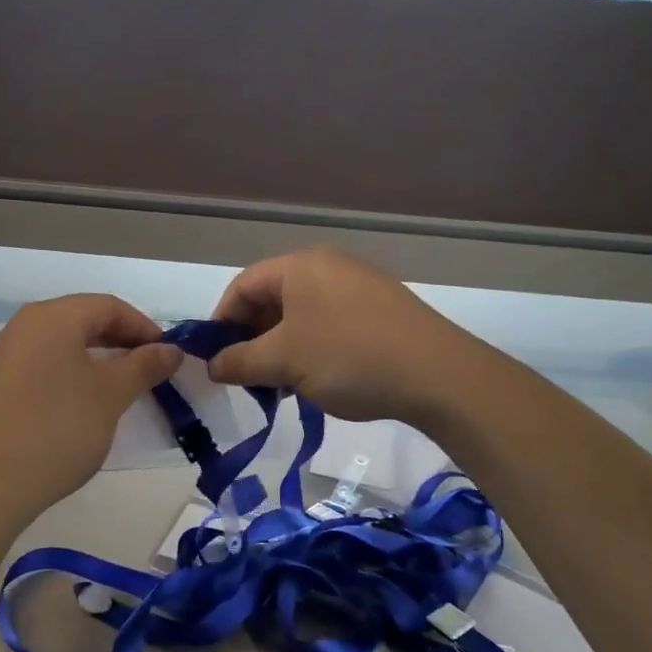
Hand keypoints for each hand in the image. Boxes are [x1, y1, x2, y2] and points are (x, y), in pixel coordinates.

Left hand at [0, 294, 181, 526]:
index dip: (144, 327)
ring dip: (97, 358)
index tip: (168, 355)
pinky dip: (71, 373)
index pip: (109, 306)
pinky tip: (83, 403)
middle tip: (150, 371)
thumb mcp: (111, 395)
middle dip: (121, 341)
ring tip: (122, 387)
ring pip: (63, 343)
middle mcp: (24, 325)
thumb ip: (144, 365)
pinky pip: (43, 363)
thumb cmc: (58, 428)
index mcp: (52, 317)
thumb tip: (172, 349)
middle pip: (83, 319)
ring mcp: (5, 353)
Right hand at [207, 248, 478, 424]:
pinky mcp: (380, 309)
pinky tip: (315, 379)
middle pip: (272, 298)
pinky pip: (328, 322)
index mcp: (300, 266)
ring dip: (280, 347)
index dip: (221, 322)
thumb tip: (212, 365)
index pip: (242, 286)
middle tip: (245, 376)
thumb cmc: (349, 357)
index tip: (213, 359)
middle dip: (252, 338)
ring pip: (300, 314)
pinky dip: (310, 348)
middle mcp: (328, 266)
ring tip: (279, 385)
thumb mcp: (284, 362)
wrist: (439, 375)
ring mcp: (358, 285)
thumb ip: (240, 361)